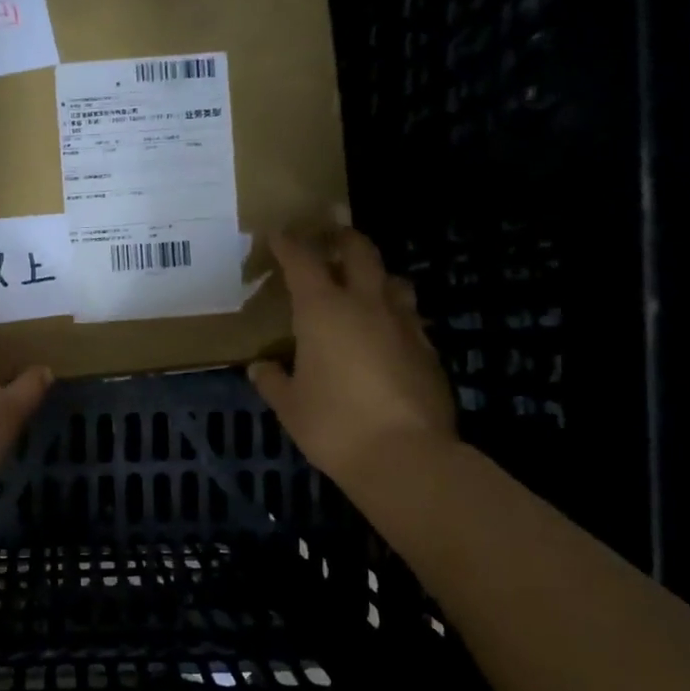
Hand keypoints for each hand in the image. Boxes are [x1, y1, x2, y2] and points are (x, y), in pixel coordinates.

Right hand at [248, 229, 455, 479]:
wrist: (406, 456)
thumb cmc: (334, 425)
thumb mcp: (290, 406)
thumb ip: (273, 381)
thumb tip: (261, 368)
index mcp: (323, 311)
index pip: (303, 261)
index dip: (289, 243)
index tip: (279, 234)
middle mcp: (366, 305)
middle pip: (359, 251)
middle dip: (341, 238)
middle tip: (329, 237)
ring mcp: (404, 324)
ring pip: (393, 280)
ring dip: (375, 274)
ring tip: (362, 285)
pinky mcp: (428, 349)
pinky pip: (408, 316)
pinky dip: (393, 313)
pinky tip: (384, 334)